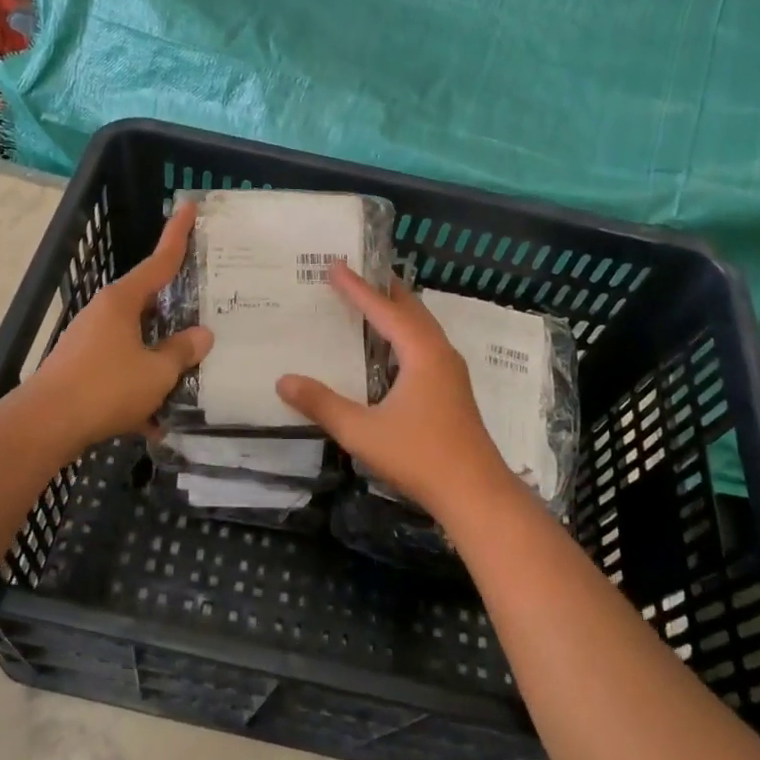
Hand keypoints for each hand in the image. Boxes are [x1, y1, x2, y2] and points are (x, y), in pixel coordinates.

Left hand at [30, 203, 212, 452]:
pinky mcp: (83, 369)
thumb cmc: (105, 387)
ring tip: (192, 374)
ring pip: (137, 341)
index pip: (159, 261)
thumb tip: (201, 335)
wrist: (45, 425)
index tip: (188, 206)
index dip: (177, 235)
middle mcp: (105, 314)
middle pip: (149, 302)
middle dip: (176, 308)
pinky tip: (157, 421)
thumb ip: (182, 351)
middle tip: (207, 306)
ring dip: (160, 357)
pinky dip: (140, 388)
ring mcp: (91, 341)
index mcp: (123, 301)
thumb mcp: (156, 371)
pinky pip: (122, 371)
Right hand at [276, 263, 512, 520]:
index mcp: (421, 353)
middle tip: (356, 273)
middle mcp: (440, 353)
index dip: (357, 288)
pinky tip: (391, 349)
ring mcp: (451, 372)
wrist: (476, 494)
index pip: (384, 310)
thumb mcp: (362, 432)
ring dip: (398, 310)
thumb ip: (322, 404)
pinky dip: (406, 332)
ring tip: (372, 301)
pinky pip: (426, 344)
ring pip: (423, 327)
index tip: (335, 266)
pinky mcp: (453, 390)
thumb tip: (284, 380)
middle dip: (383, 289)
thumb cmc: (419, 457)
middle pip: (411, 308)